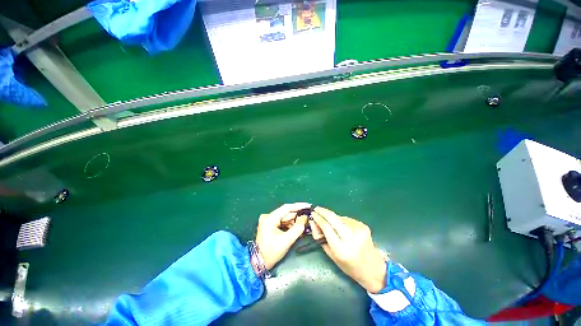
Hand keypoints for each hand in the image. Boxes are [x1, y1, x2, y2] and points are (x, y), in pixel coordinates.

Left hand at [255, 203, 310, 269]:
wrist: (258, 263)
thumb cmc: (271, 253)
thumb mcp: (287, 240)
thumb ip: (298, 228)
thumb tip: (305, 217)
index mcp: (270, 218)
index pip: (286, 208)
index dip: (298, 206)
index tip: (308, 206)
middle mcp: (268, 216)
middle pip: (286, 213)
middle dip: (297, 216)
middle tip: (309, 217)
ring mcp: (268, 220)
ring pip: (285, 218)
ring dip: (294, 221)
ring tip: (304, 225)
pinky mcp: (269, 224)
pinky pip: (282, 222)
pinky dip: (289, 225)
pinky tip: (296, 228)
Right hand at [310, 207, 387, 292]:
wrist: (373, 269)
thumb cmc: (349, 266)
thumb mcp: (331, 255)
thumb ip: (320, 238)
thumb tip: (313, 222)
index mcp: (341, 249)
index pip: (327, 227)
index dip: (318, 218)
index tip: (312, 214)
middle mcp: (351, 238)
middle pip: (333, 218)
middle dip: (323, 211)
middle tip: (316, 208)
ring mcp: (359, 230)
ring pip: (340, 217)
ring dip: (332, 217)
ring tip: (329, 222)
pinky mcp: (363, 226)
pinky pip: (347, 219)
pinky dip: (341, 221)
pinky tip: (341, 226)